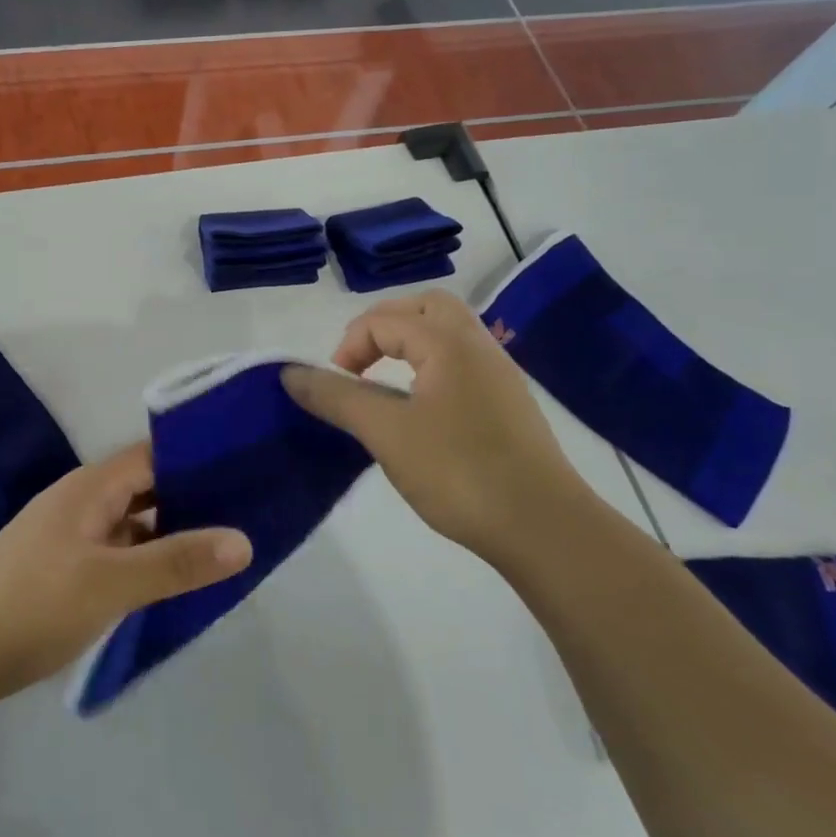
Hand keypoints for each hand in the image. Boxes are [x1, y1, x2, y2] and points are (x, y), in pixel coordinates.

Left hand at [0, 443, 251, 700]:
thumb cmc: (36, 602)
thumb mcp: (112, 582)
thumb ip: (176, 561)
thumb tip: (243, 540)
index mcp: (92, 487)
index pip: (153, 456)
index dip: (196, 459)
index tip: (244, 469)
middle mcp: (84, 501)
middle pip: (147, 487)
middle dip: (192, 497)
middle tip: (248, 509)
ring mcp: (74, 536)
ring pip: (134, 522)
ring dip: (172, 531)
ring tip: (225, 543)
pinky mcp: (68, 568)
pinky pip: (120, 551)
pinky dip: (148, 558)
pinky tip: (179, 578)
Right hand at [281, 289, 595, 558]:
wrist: (544, 528)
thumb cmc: (459, 472)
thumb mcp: (386, 432)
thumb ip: (336, 397)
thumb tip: (290, 373)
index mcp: (448, 342)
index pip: (384, 320)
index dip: (348, 346)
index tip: (334, 387)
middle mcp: (478, 346)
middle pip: (426, 308)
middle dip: (384, 326)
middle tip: (361, 363)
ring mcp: (499, 375)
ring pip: (448, 334)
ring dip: (410, 345)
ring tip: (385, 383)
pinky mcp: (509, 405)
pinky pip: (462, 363)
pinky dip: (432, 367)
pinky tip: (421, 409)